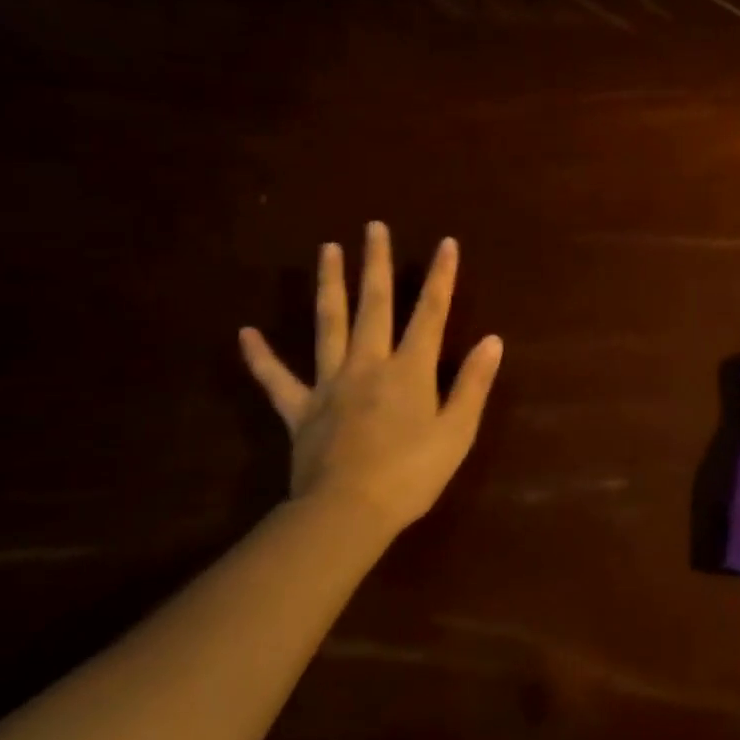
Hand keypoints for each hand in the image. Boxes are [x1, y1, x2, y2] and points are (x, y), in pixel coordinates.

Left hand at [239, 222, 501, 538]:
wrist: (349, 512)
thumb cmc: (413, 474)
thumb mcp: (458, 431)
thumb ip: (473, 383)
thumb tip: (492, 340)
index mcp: (410, 370)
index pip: (431, 313)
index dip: (440, 277)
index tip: (445, 243)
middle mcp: (369, 364)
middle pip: (375, 306)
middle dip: (376, 264)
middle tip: (373, 227)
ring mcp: (330, 384)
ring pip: (328, 325)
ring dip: (329, 285)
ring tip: (327, 249)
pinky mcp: (301, 410)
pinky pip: (277, 380)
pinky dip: (261, 358)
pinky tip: (246, 333)